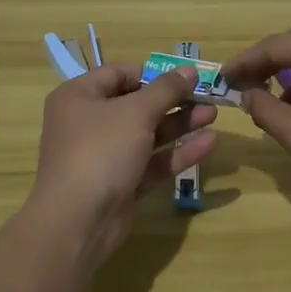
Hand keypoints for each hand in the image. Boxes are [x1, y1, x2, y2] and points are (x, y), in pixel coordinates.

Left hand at [29, 65, 217, 269]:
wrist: (77, 222)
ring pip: (148, 134)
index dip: (153, 74)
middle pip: (137, 105)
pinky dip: (177, 153)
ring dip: (180, 124)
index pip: (119, 74)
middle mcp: (89, 123)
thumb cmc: (101, 150)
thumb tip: (189, 70)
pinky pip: (152, 162)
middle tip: (207, 96)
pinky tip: (209, 143)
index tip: (185, 76)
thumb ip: (166, 90)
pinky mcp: (121, 184)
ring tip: (213, 115)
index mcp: (80, 97)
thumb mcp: (136, 112)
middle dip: (174, 100)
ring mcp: (105, 156)